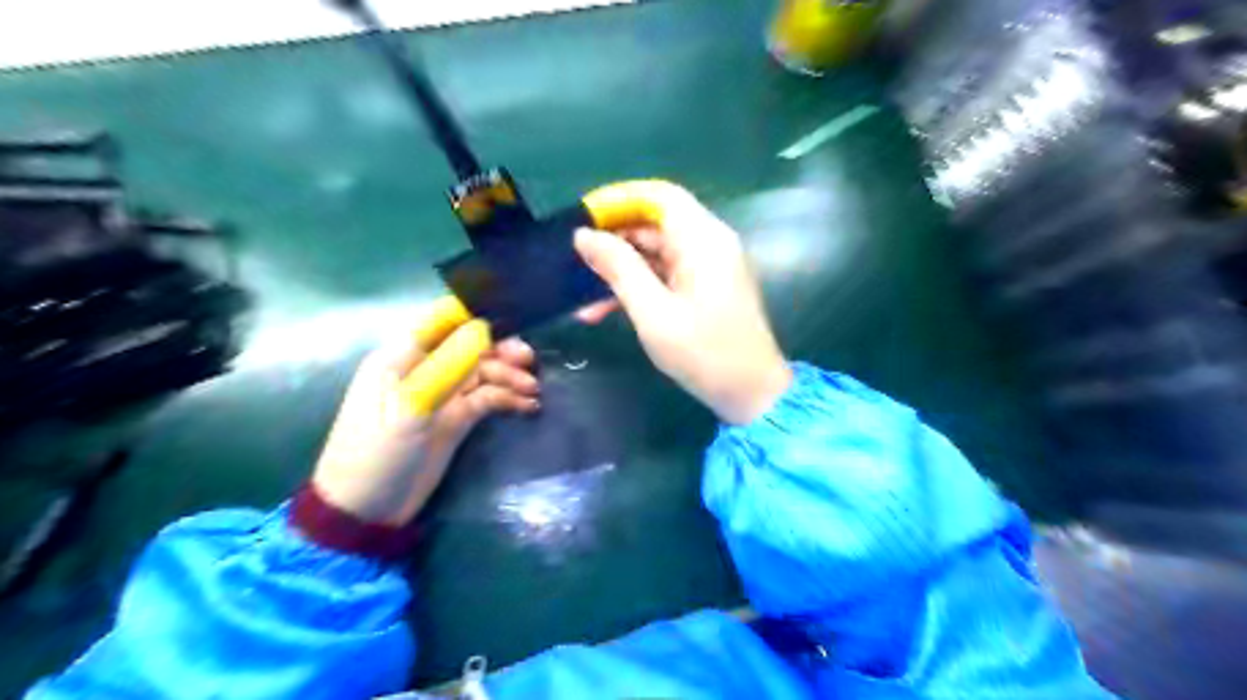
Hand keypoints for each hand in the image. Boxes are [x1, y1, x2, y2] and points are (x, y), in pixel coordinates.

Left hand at [309, 299, 536, 526]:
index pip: (443, 319)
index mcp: (402, 357)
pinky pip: (488, 398)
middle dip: (500, 348)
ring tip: (533, 389)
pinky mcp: (456, 418)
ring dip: (509, 376)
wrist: (368, 510)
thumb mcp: (411, 408)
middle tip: (529, 360)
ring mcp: (443, 394)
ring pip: (483, 371)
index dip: (476, 312)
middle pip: (470, 344)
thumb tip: (482, 327)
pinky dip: (508, 398)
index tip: (514, 312)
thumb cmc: (378, 453)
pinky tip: (528, 405)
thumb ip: (447, 366)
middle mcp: (425, 368)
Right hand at [573, 177, 787, 422]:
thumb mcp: (653, 312)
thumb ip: (618, 268)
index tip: (583, 217)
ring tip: (581, 294)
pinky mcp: (706, 286)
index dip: (619, 200)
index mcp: (702, 239)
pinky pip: (666, 273)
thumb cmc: (704, 353)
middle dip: (614, 239)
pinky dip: (638, 285)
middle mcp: (709, 243)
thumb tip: (584, 235)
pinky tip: (603, 309)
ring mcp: (709, 265)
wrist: (752, 394)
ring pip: (656, 251)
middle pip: (655, 222)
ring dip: (621, 268)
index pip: (659, 195)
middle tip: (574, 260)